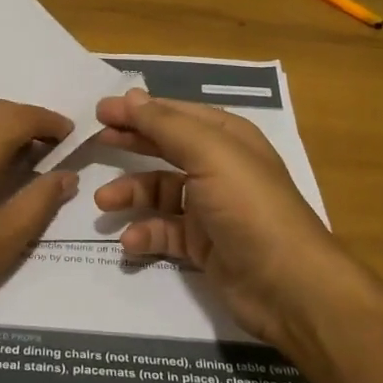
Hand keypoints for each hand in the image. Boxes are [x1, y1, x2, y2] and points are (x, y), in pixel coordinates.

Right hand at [92, 88, 356, 344]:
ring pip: (160, 192)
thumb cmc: (249, 208)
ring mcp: (211, 209)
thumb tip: (130, 96)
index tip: (100, 111)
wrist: (288, 286)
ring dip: (131, 194)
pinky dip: (146, 234)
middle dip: (132, 143)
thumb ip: (166, 125)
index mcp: (228, 139)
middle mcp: (220, 168)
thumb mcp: (209, 155)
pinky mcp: (203, 246)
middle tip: (94, 143)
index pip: (176, 114)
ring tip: (103, 201)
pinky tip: (130, 243)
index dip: (140, 110)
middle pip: (166, 148)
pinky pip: (165, 232)